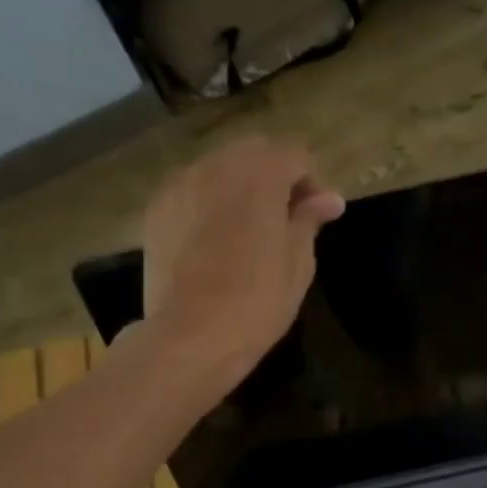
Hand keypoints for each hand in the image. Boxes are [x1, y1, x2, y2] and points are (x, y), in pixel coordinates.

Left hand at [141, 136, 344, 389]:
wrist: (191, 335)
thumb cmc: (257, 302)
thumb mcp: (297, 263)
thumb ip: (309, 220)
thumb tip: (329, 199)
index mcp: (260, 176)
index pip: (295, 155)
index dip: (311, 181)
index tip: (316, 215)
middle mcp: (217, 167)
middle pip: (254, 152)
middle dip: (273, 175)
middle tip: (283, 218)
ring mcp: (181, 185)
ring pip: (219, 167)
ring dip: (239, 186)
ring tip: (246, 229)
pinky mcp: (157, 209)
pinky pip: (190, 189)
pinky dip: (208, 201)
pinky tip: (212, 239)